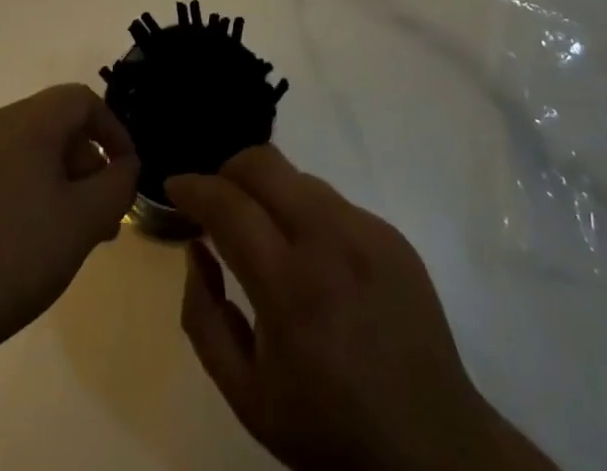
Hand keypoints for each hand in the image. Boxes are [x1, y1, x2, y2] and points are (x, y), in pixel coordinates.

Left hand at [0, 84, 139, 372]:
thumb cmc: (14, 258)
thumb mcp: (83, 223)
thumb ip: (117, 185)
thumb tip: (124, 166)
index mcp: (25, 122)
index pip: (81, 99)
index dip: (112, 130)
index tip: (125, 171)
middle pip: (54, 124)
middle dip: (86, 162)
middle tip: (102, 214)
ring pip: (26, 150)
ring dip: (57, 180)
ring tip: (69, 233)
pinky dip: (25, 190)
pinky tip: (28, 240)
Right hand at [168, 147, 554, 470]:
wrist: (430, 445)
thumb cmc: (328, 427)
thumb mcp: (246, 396)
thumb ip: (205, 318)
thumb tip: (196, 249)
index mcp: (289, 286)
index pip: (228, 204)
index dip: (193, 186)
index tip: (175, 185)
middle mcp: (328, 240)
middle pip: (264, 163)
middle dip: (228, 170)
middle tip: (216, 201)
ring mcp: (366, 230)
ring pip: (299, 177)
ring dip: (269, 192)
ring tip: (265, 233)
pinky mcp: (391, 232)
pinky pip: (334, 202)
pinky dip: (307, 214)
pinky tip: (313, 258)